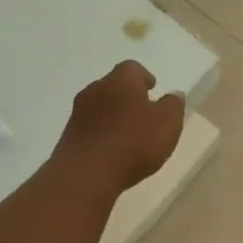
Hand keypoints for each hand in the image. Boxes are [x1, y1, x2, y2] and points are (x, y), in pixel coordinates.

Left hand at [55, 61, 185, 190]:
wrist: (87, 173)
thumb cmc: (134, 142)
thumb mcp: (168, 123)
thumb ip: (173, 106)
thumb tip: (174, 95)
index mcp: (121, 80)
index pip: (133, 68)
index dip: (144, 78)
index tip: (153, 90)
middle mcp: (96, 89)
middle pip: (114, 86)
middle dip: (128, 97)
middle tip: (143, 113)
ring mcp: (78, 112)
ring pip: (101, 107)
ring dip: (113, 116)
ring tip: (128, 135)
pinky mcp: (68, 135)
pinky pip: (91, 128)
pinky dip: (102, 134)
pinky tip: (112, 150)